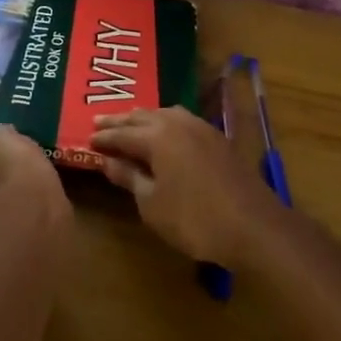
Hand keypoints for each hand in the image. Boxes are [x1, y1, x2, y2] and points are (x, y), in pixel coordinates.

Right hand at [91, 107, 286, 268]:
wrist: (253, 227)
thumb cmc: (194, 219)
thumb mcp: (152, 204)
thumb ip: (130, 178)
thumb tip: (108, 161)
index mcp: (157, 137)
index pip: (122, 134)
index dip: (103, 138)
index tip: (87, 139)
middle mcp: (178, 124)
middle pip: (142, 117)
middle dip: (120, 121)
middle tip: (100, 122)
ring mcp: (202, 129)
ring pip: (165, 113)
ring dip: (145, 117)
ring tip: (130, 123)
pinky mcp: (219, 139)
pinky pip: (183, 121)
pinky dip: (166, 123)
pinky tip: (166, 132)